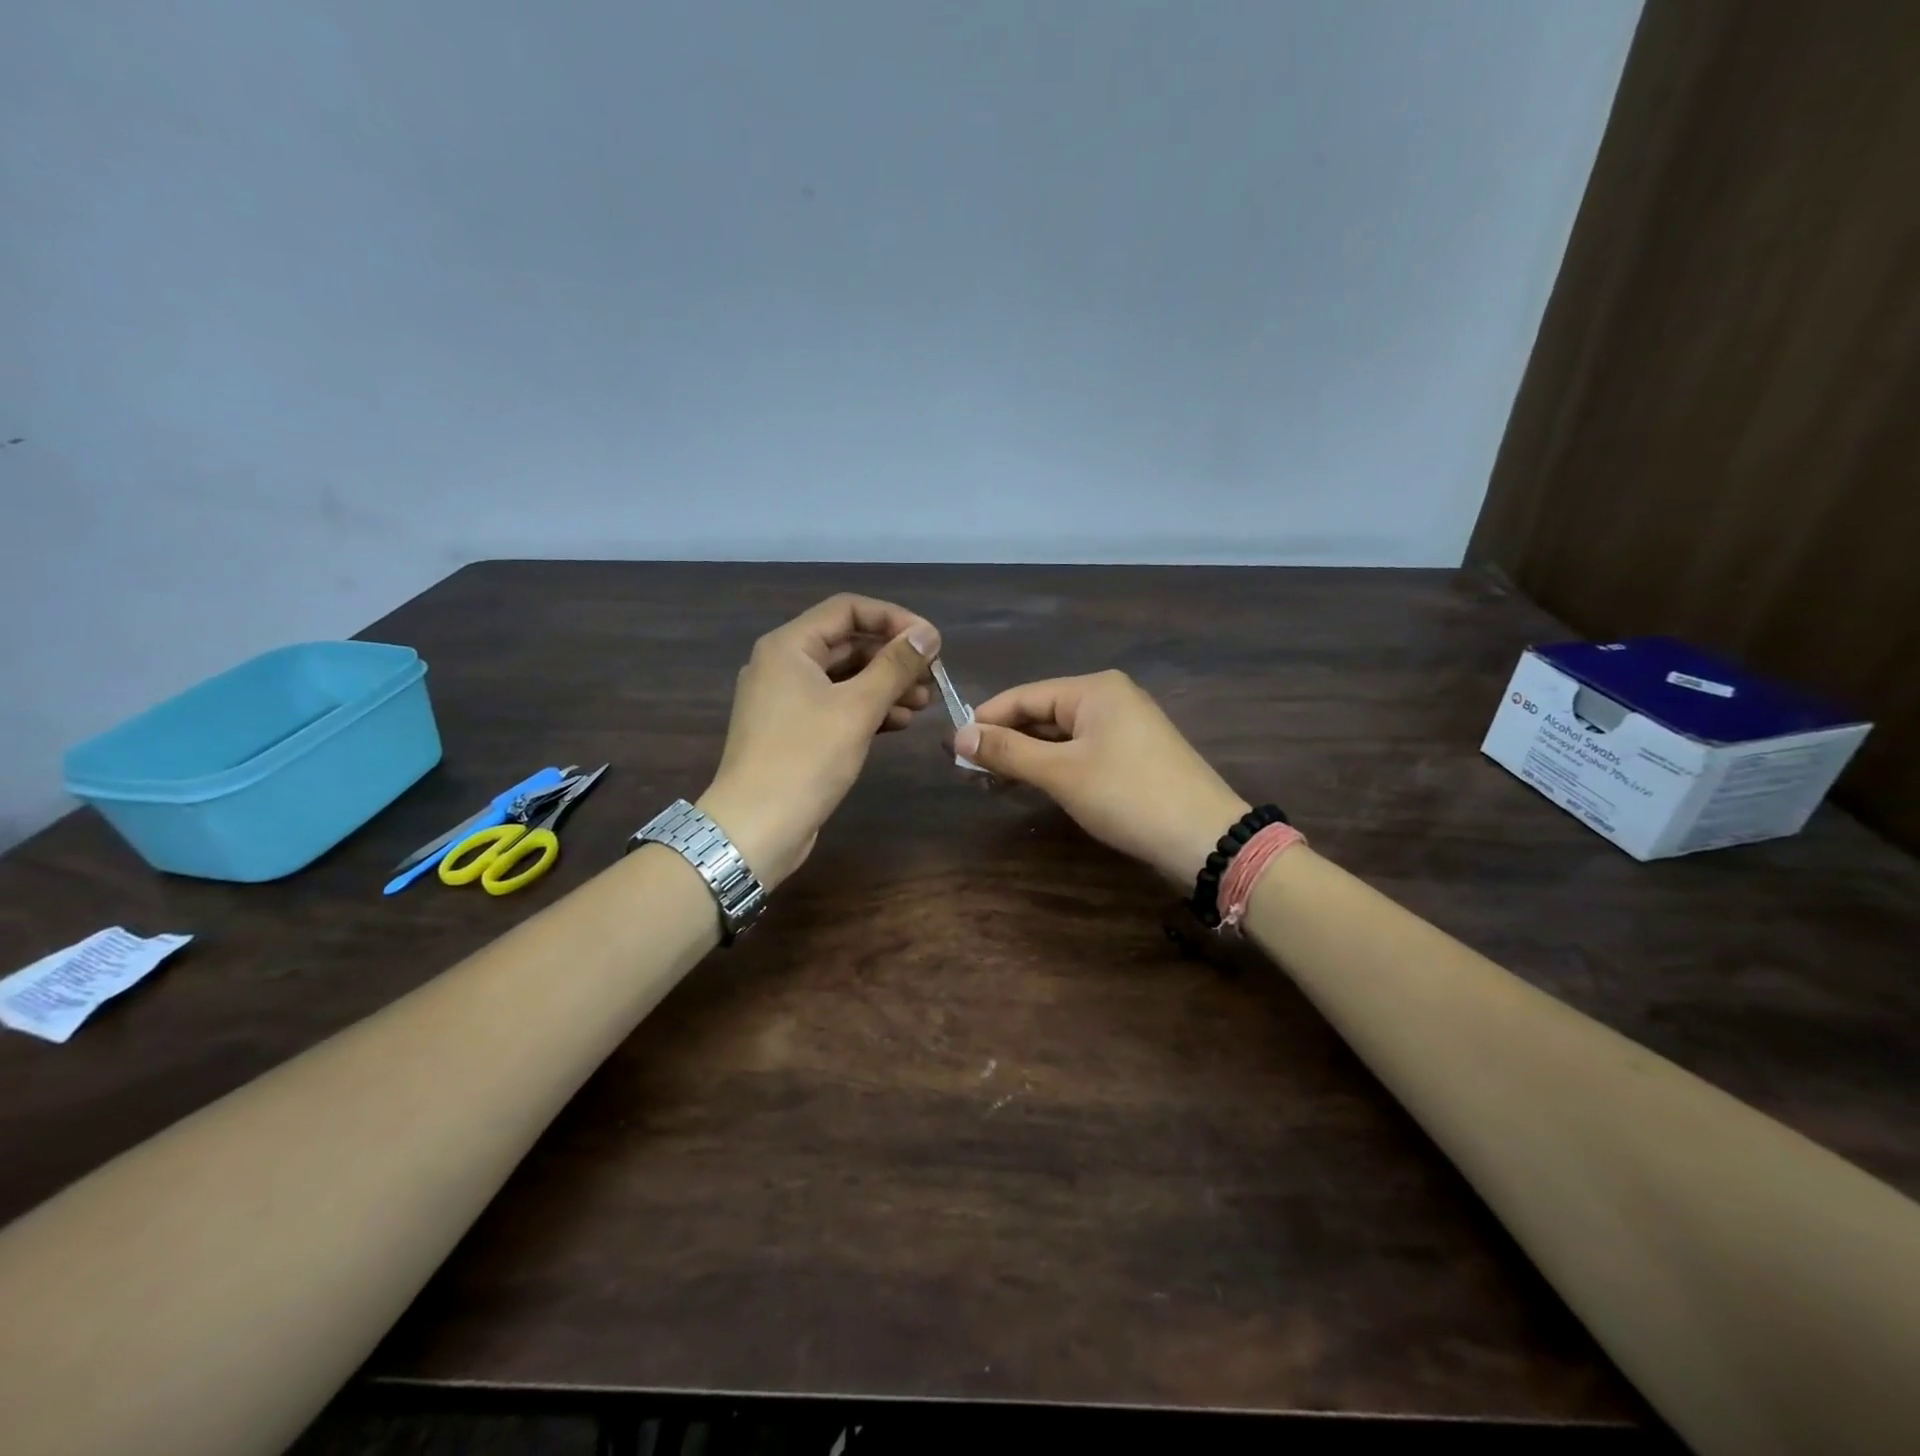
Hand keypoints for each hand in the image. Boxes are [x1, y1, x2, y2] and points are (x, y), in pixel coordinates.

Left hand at [698, 594, 939, 887]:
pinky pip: (837, 705)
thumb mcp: (857, 708)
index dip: (893, 618)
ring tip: (923, 703)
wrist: (756, 828)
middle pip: (848, 643)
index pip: (848, 609)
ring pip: (845, 677)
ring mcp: (786, 700)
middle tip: (933, 676)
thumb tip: (928, 634)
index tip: (930, 642)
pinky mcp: (794, 731)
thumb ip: (895, 666)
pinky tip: (900, 722)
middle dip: (893, 657)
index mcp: (789, 646)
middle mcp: (783, 664)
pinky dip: (868, 709)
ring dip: (886, 685)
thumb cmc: (805, 759)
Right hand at [956, 671, 1249, 886]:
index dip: (986, 719)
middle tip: (968, 771)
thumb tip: (958, 736)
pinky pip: (1080, 752)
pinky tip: (1030, 784)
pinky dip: (1052, 766)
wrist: (1204, 838)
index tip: (952, 747)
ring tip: (990, 782)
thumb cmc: (1127, 795)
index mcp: (1094, 690)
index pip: (1024, 696)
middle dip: (1005, 741)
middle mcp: (1110, 699)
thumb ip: (1008, 750)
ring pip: (1060, 736)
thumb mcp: (1060, 772)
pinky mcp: (1133, 755)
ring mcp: (1125, 727)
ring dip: (1026, 757)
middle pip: (1042, 713)